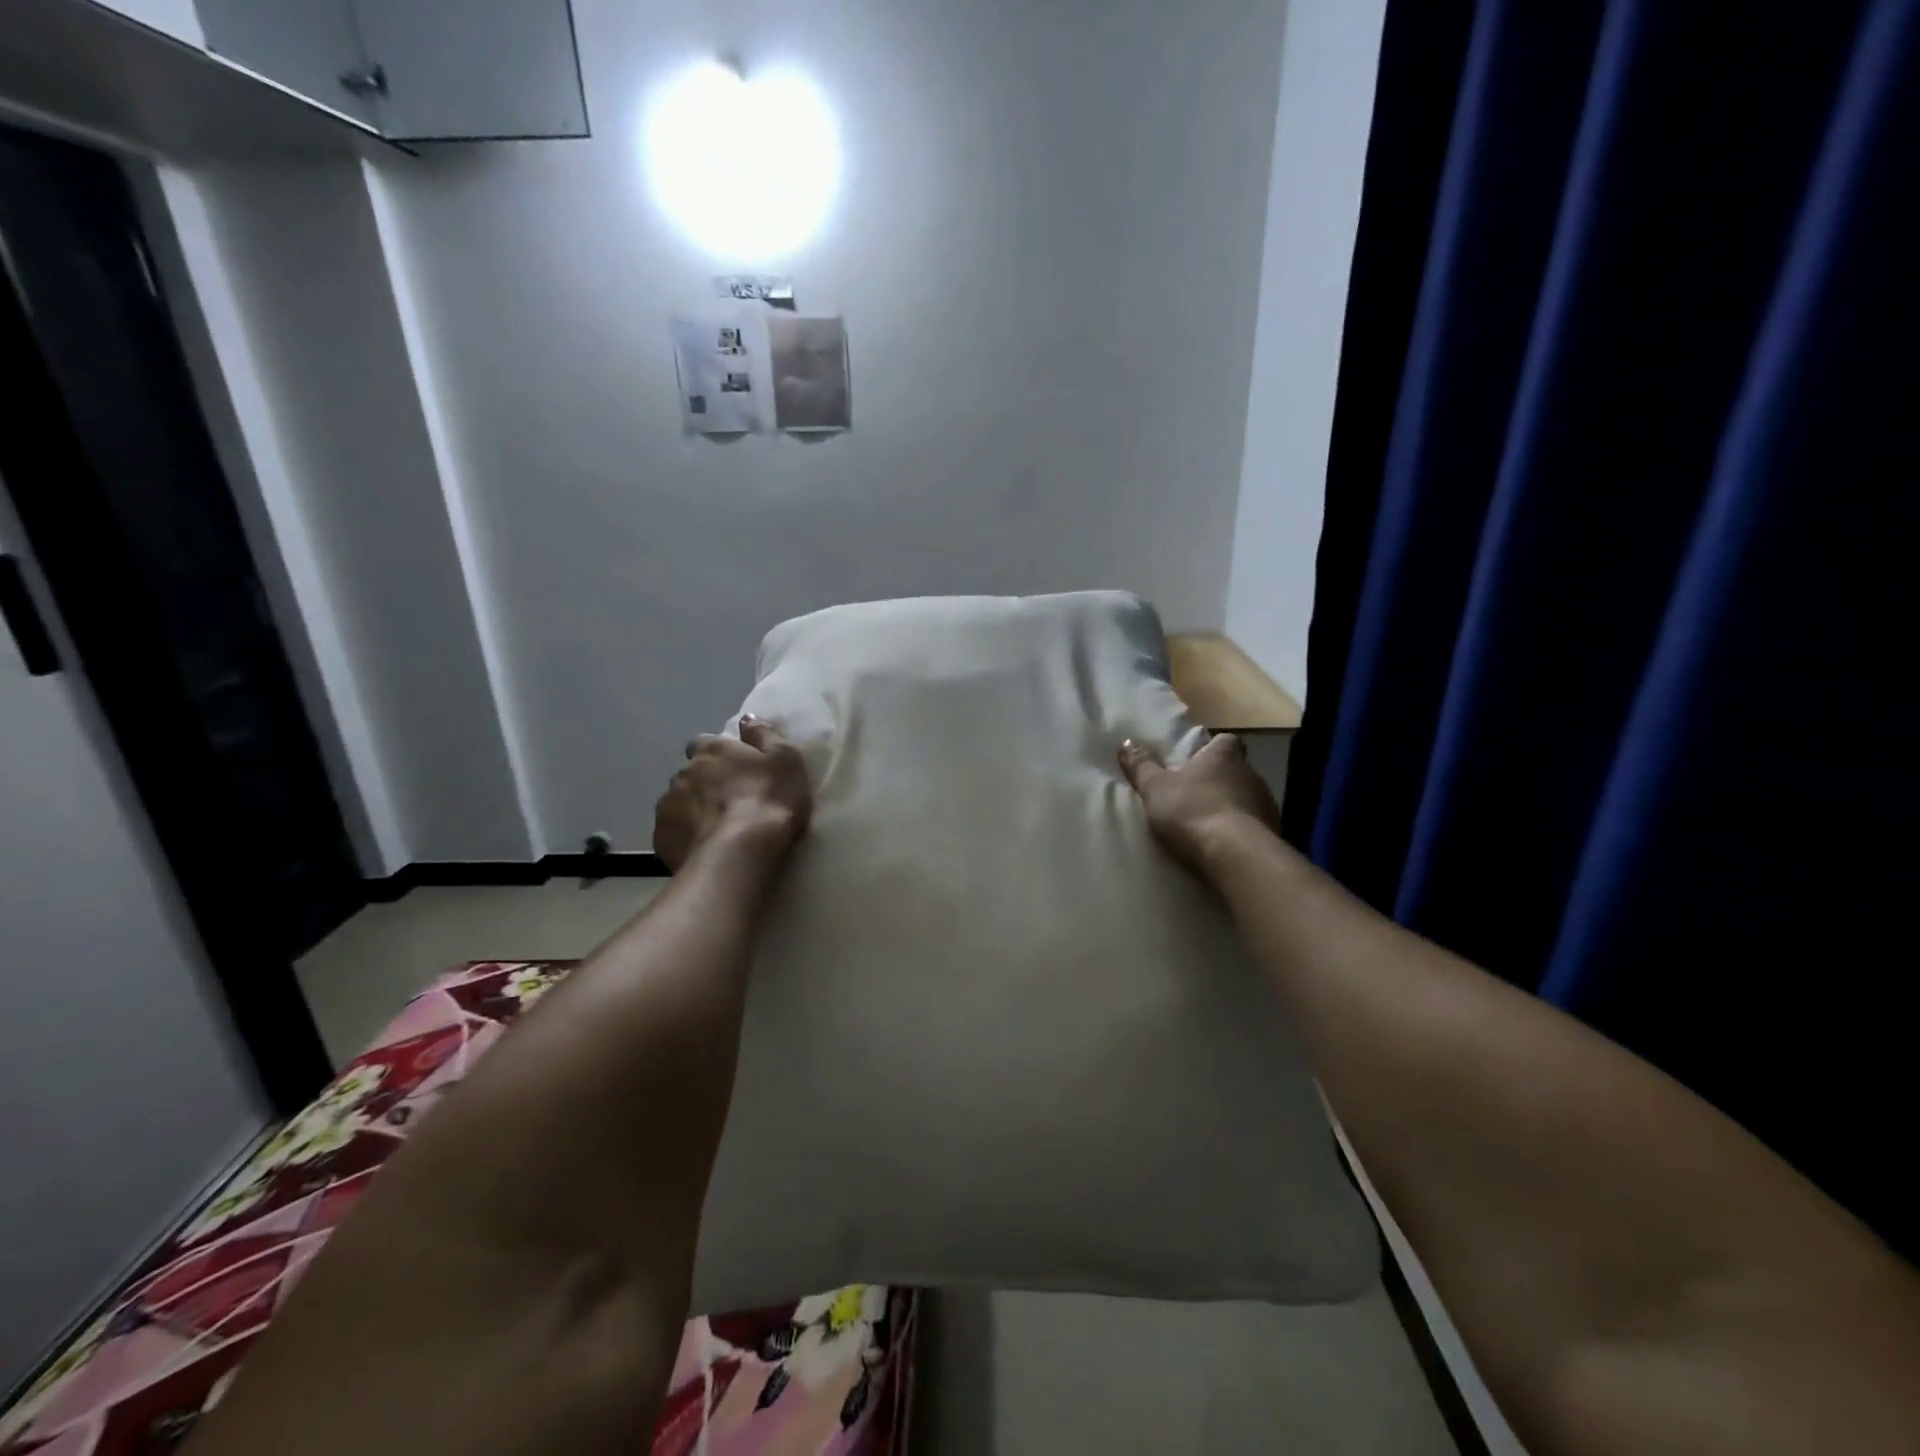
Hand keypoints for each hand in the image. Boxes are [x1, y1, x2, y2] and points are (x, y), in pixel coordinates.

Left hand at [654, 717, 812, 871]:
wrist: (738, 852)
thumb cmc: (769, 801)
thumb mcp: (785, 760)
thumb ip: (765, 735)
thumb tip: (748, 718)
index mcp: (714, 749)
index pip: (705, 742)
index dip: (718, 754)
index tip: (734, 769)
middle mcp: (685, 771)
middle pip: (691, 772)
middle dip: (704, 782)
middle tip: (728, 801)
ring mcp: (668, 804)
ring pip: (678, 800)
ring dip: (693, 808)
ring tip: (715, 827)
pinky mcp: (661, 836)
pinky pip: (672, 830)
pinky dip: (685, 834)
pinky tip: (702, 846)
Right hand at [1118, 732, 1280, 872]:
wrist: (1234, 854)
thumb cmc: (1191, 809)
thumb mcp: (1155, 787)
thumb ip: (1141, 766)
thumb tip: (1125, 742)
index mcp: (1224, 755)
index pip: (1225, 741)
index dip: (1212, 748)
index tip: (1197, 760)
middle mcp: (1250, 773)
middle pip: (1235, 770)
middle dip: (1218, 780)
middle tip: (1194, 793)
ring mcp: (1265, 803)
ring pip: (1246, 798)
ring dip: (1230, 806)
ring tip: (1206, 823)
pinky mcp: (1272, 832)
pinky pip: (1253, 826)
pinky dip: (1239, 831)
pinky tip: (1222, 845)